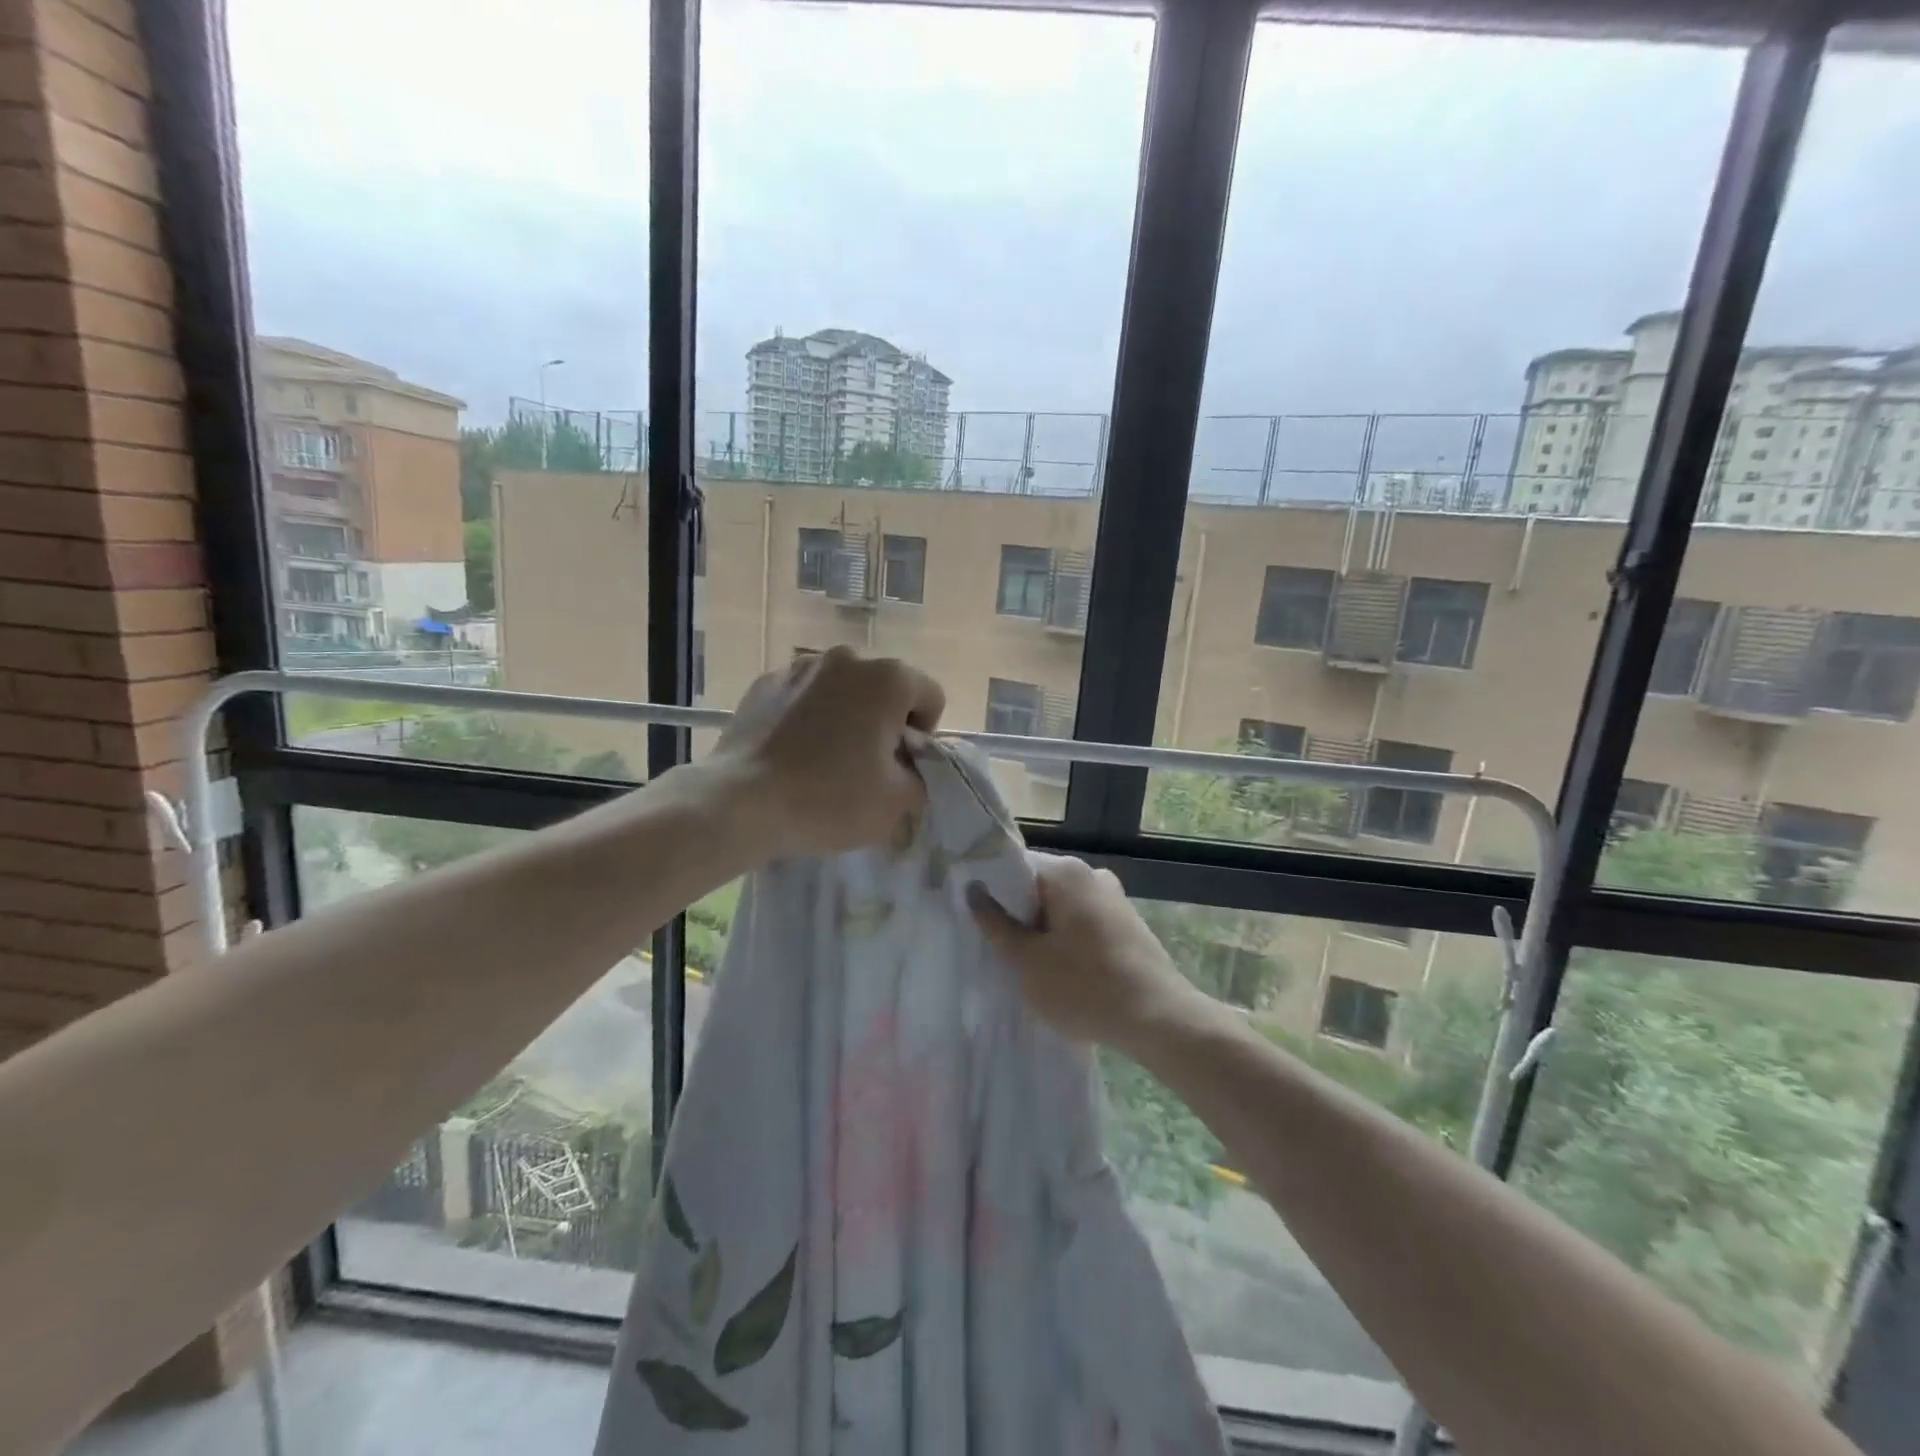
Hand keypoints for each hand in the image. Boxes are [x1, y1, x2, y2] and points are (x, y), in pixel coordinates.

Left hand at [709, 646, 944, 858]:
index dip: (923, 736)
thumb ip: (922, 777)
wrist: (741, 802)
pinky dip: (807, 717)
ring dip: (845, 717)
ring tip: (824, 760)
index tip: (900, 767)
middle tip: (865, 768)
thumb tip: (908, 767)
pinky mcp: (764, 683)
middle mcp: (847, 658)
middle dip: (883, 723)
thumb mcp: (898, 802)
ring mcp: (800, 666)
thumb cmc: (830, 798)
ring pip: (842, 691)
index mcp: (888, 678)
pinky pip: (803, 696)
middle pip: (884, 690)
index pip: (930, 697)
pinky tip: (792, 753)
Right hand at [970, 852, 1211, 1054]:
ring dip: (1043, 932)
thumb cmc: (1084, 986)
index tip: (979, 921)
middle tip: (999, 949)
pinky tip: (1062, 974)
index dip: (992, 892)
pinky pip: (1083, 924)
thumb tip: (973, 890)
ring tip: (1028, 966)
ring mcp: (1114, 899)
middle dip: (1018, 915)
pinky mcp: (1127, 925)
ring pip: (1062, 909)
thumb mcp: (1027, 960)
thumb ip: (996, 923)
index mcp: (1066, 872)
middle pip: (1039, 888)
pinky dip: (1067, 942)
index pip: (1014, 868)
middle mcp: (1092, 875)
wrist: (1158, 1020)